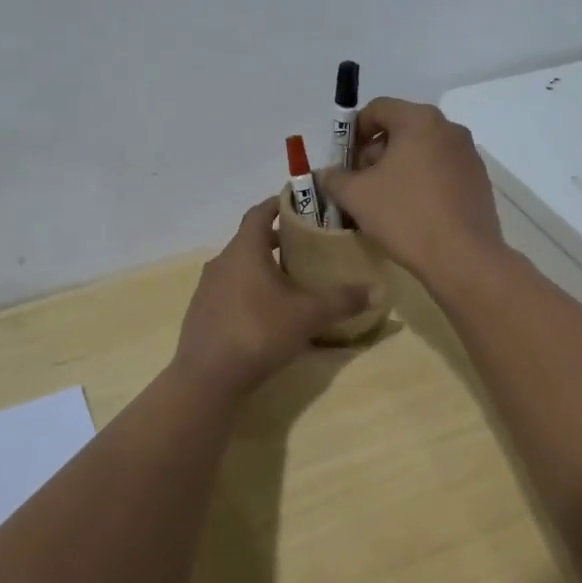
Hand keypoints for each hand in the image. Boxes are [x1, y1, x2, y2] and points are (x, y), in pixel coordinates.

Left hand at [173, 198, 369, 394]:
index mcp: (244, 250)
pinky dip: (249, 292)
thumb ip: (343, 300)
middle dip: (277, 241)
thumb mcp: (308, 315)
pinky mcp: (202, 314)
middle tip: (307, 247)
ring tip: (291, 282)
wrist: (207, 378)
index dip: (279, 204)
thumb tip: (379, 290)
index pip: (260, 212)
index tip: (300, 204)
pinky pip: (230, 291)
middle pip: (251, 241)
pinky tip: (268, 314)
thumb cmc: (258, 332)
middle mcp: (222, 262)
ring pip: (239, 268)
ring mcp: (207, 289)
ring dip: (263, 268)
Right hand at [315, 98, 504, 283]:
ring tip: (384, 201)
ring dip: (398, 168)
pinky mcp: (479, 181)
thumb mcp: (356, 196)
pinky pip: (441, 171)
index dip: (353, 131)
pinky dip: (422, 182)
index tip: (344, 161)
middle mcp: (449, 128)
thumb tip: (327, 174)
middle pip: (401, 129)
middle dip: (375, 152)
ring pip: (422, 151)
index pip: (378, 108)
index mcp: (419, 120)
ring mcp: (468, 155)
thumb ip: (334, 178)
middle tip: (360, 183)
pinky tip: (412, 212)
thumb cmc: (405, 216)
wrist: (463, 258)